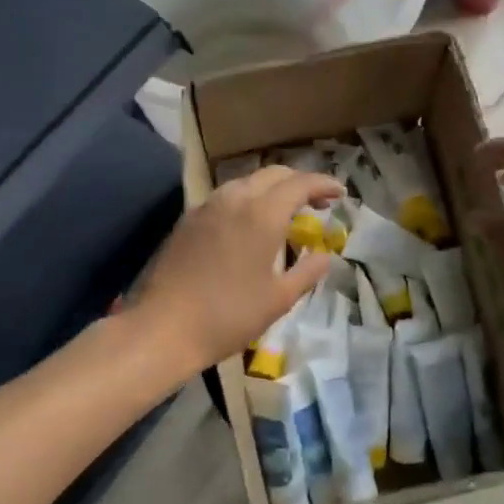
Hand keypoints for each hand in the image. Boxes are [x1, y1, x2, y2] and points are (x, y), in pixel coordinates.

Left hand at [129, 166, 341, 378]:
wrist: (163, 329)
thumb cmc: (229, 316)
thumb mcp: (279, 299)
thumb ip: (307, 272)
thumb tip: (325, 256)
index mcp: (262, 214)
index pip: (300, 184)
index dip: (324, 185)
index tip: (340, 194)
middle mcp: (234, 199)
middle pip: (273, 174)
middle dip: (299, 183)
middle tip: (317, 204)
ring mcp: (207, 207)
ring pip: (247, 182)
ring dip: (272, 189)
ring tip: (285, 213)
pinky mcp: (188, 221)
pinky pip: (226, 197)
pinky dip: (248, 200)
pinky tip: (250, 225)